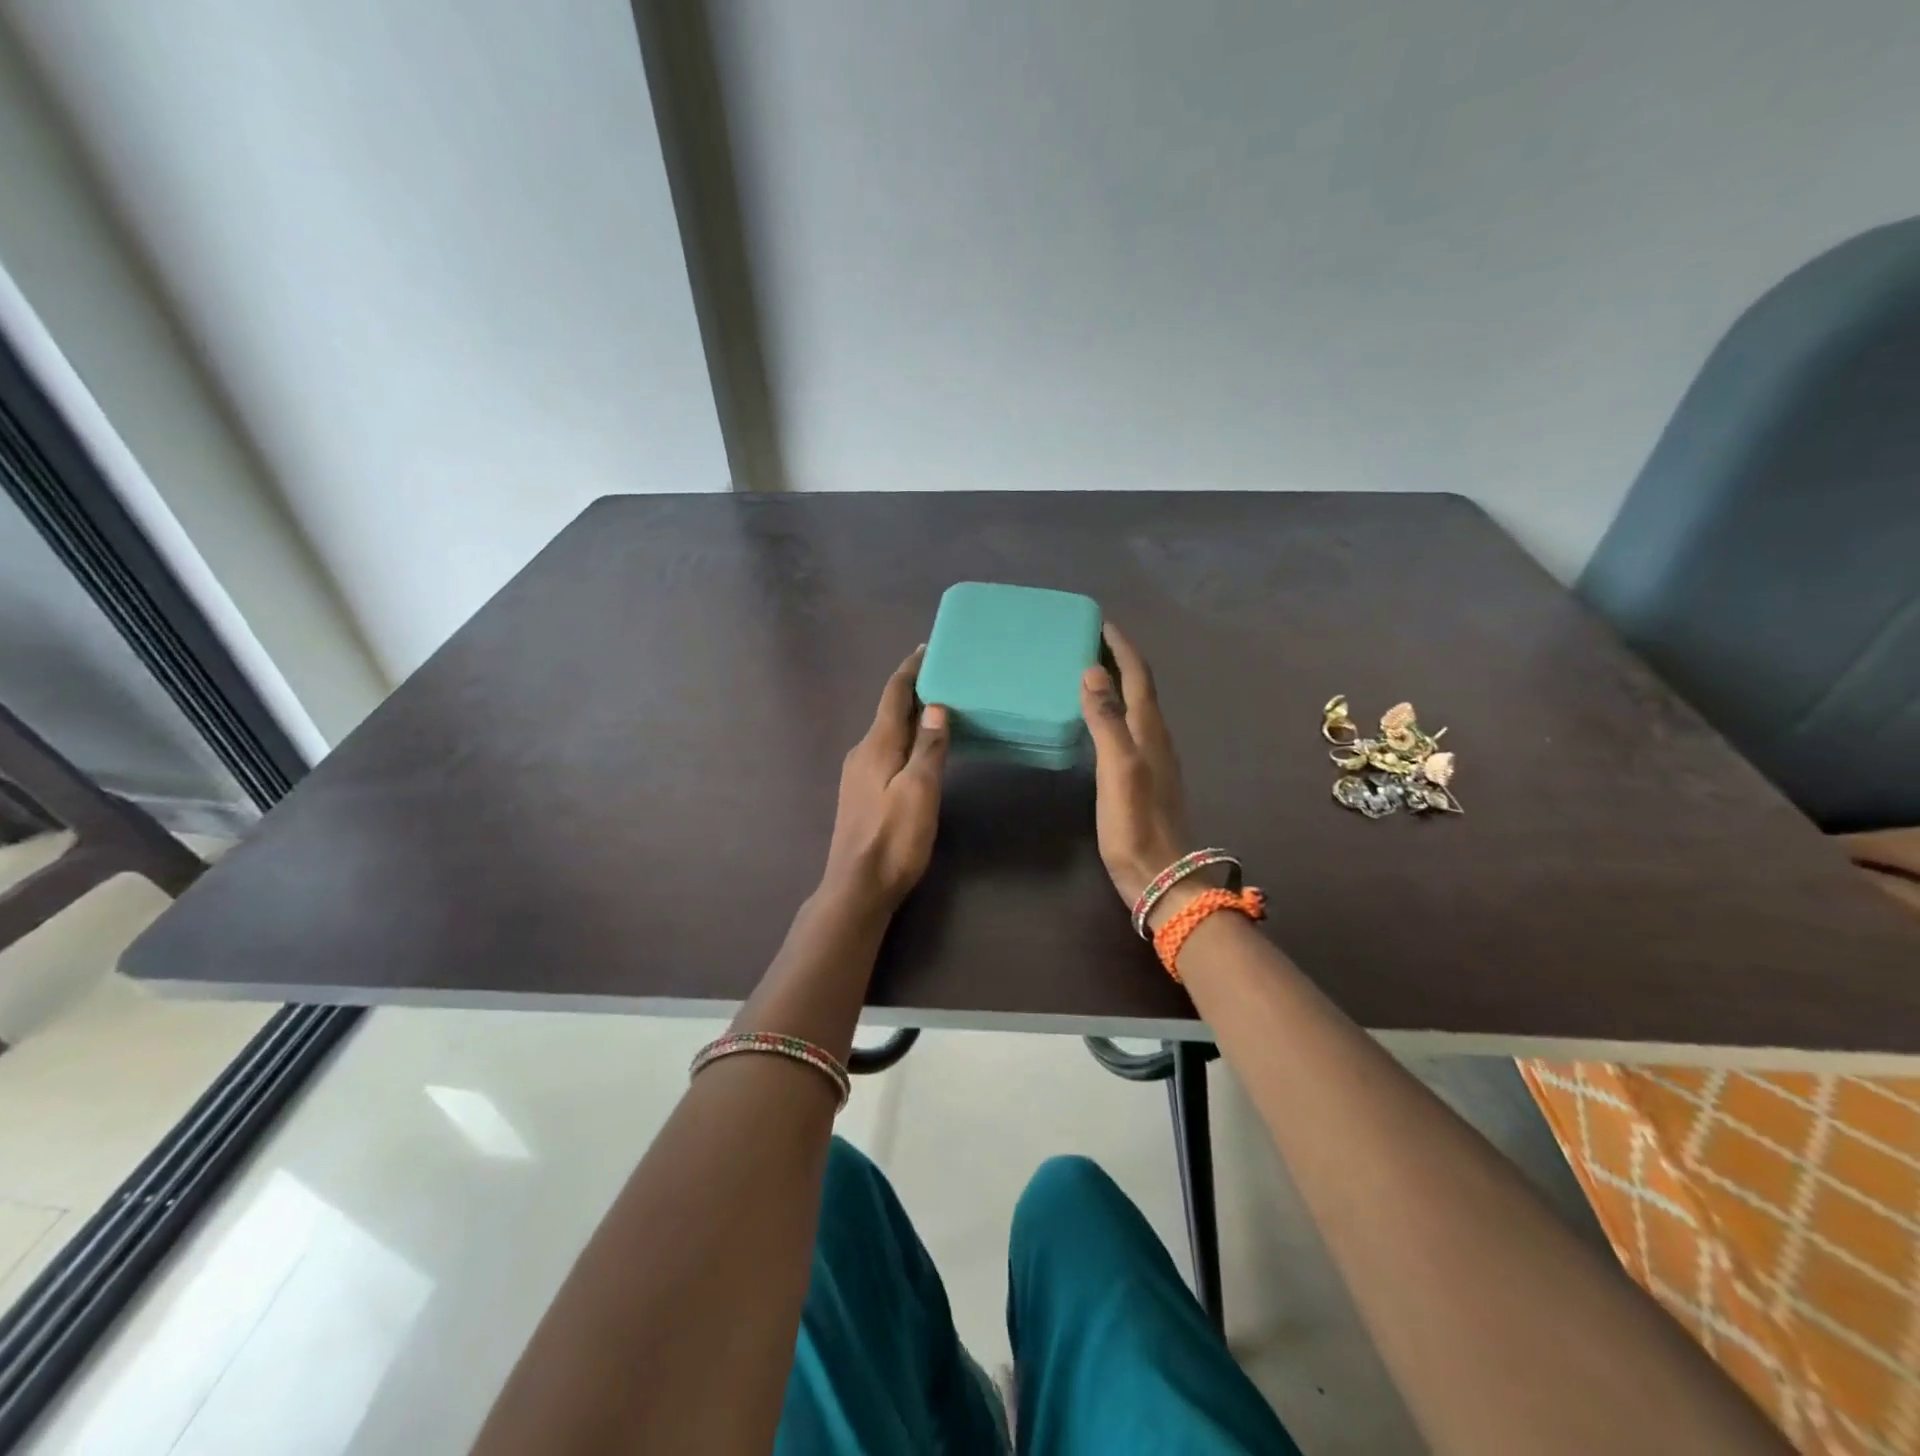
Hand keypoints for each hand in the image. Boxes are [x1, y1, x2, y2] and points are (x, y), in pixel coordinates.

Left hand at [820, 646, 950, 914]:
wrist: (857, 887)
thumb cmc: (893, 839)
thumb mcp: (920, 791)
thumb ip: (928, 748)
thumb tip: (936, 706)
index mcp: (877, 745)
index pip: (894, 696)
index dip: (910, 670)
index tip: (926, 649)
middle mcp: (862, 752)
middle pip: (890, 712)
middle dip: (914, 691)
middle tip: (945, 676)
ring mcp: (858, 774)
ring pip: (888, 733)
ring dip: (911, 717)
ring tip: (939, 708)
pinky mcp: (862, 793)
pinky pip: (887, 752)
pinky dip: (906, 740)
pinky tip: (921, 749)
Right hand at [1079, 623, 1197, 912]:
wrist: (1161, 878)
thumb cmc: (1136, 825)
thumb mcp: (1118, 769)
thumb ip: (1106, 721)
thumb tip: (1092, 672)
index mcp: (1150, 730)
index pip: (1138, 676)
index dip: (1121, 647)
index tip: (1100, 622)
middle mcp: (1156, 737)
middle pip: (1139, 687)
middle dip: (1118, 659)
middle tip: (1087, 642)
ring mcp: (1153, 758)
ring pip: (1135, 708)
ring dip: (1116, 684)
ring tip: (1088, 672)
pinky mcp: (1144, 777)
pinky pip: (1129, 728)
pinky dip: (1113, 711)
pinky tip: (1097, 721)